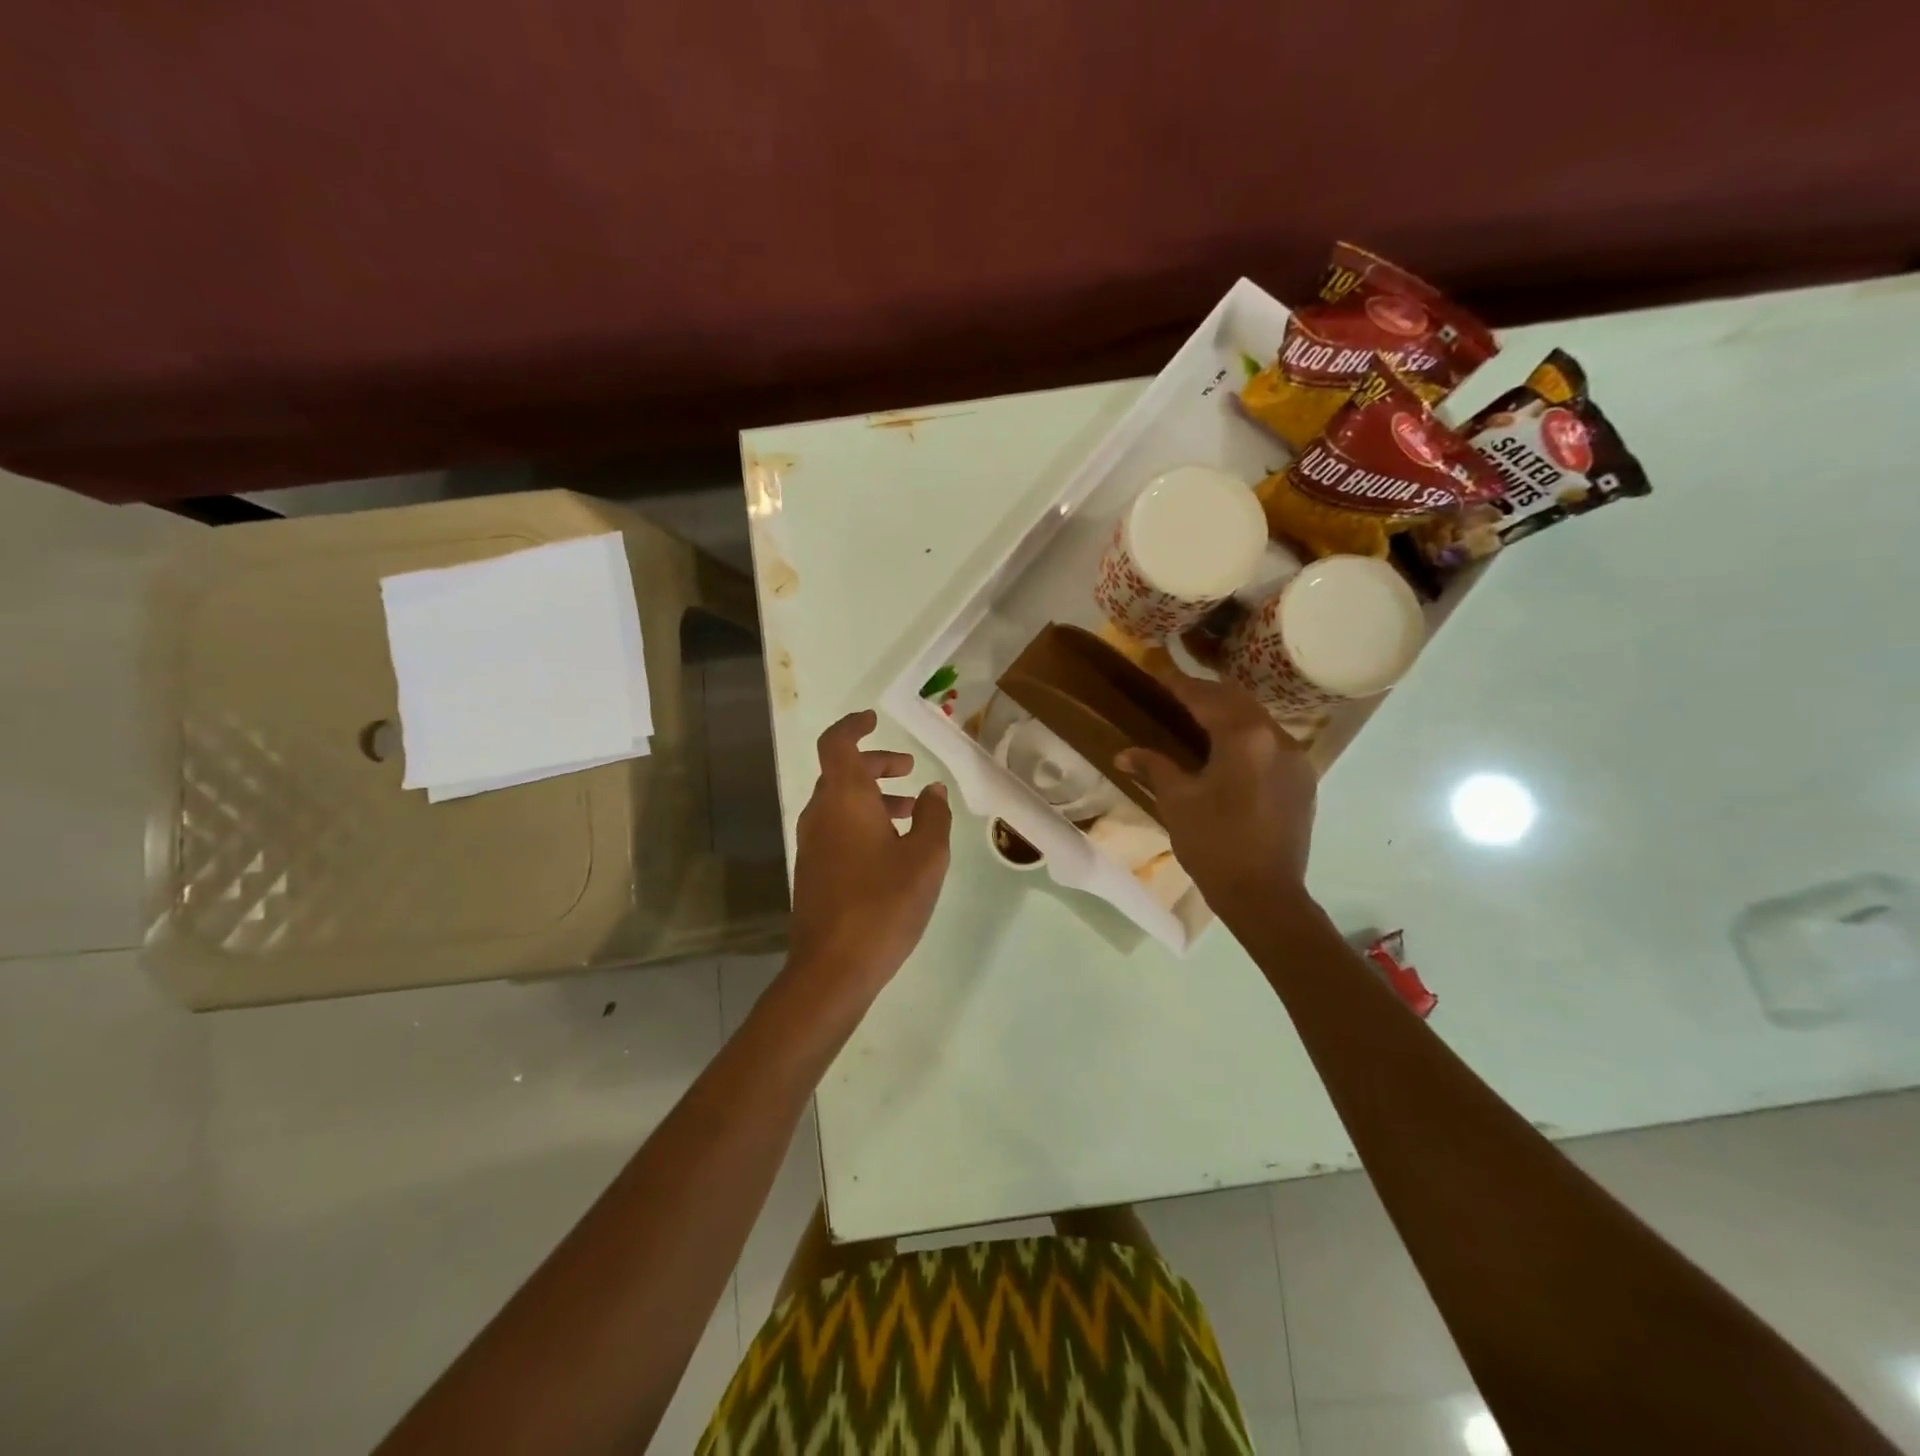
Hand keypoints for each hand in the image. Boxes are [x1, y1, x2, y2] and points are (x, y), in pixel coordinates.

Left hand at [785, 710, 952, 1011]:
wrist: (833, 967)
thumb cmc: (884, 903)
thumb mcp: (926, 857)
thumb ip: (933, 817)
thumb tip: (932, 791)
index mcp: (844, 799)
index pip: (837, 743)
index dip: (854, 726)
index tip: (874, 721)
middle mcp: (820, 814)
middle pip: (841, 772)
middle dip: (875, 765)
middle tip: (908, 770)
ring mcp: (811, 844)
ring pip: (839, 803)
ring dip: (871, 796)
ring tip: (910, 812)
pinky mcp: (813, 871)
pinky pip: (836, 828)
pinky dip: (861, 821)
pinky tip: (891, 848)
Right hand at [1116, 673, 1316, 909]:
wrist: (1264, 895)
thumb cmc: (1213, 845)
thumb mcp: (1176, 802)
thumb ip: (1154, 767)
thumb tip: (1124, 753)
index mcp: (1244, 738)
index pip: (1206, 697)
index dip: (1179, 684)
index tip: (1158, 673)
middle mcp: (1277, 738)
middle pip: (1238, 700)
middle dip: (1206, 693)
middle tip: (1176, 694)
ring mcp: (1296, 758)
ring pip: (1259, 719)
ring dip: (1229, 713)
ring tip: (1200, 720)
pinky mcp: (1303, 779)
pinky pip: (1272, 742)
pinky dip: (1248, 736)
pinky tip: (1229, 750)